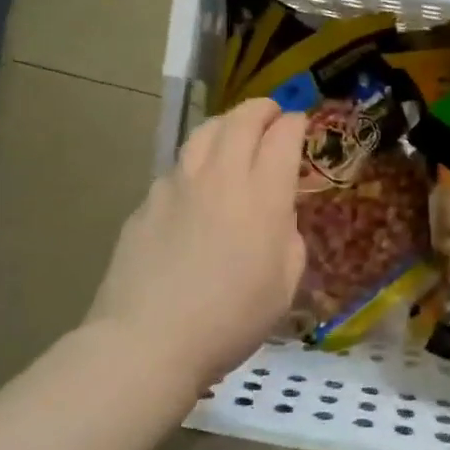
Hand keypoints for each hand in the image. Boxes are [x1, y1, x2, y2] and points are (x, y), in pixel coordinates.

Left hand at [87, 98, 306, 392]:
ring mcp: (178, 185)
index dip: (296, 123)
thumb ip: (289, 239)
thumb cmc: (230, 320)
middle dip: (263, 109)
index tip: (302, 124)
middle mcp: (221, 177)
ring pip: (204, 132)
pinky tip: (197, 183)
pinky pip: (178, 166)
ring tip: (235, 133)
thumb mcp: (285, 286)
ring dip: (227, 124)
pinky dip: (197, 161)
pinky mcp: (147, 201)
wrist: (149, 340)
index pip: (283, 136)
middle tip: (273, 114)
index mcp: (262, 197)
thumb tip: (277, 217)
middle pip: (242, 120)